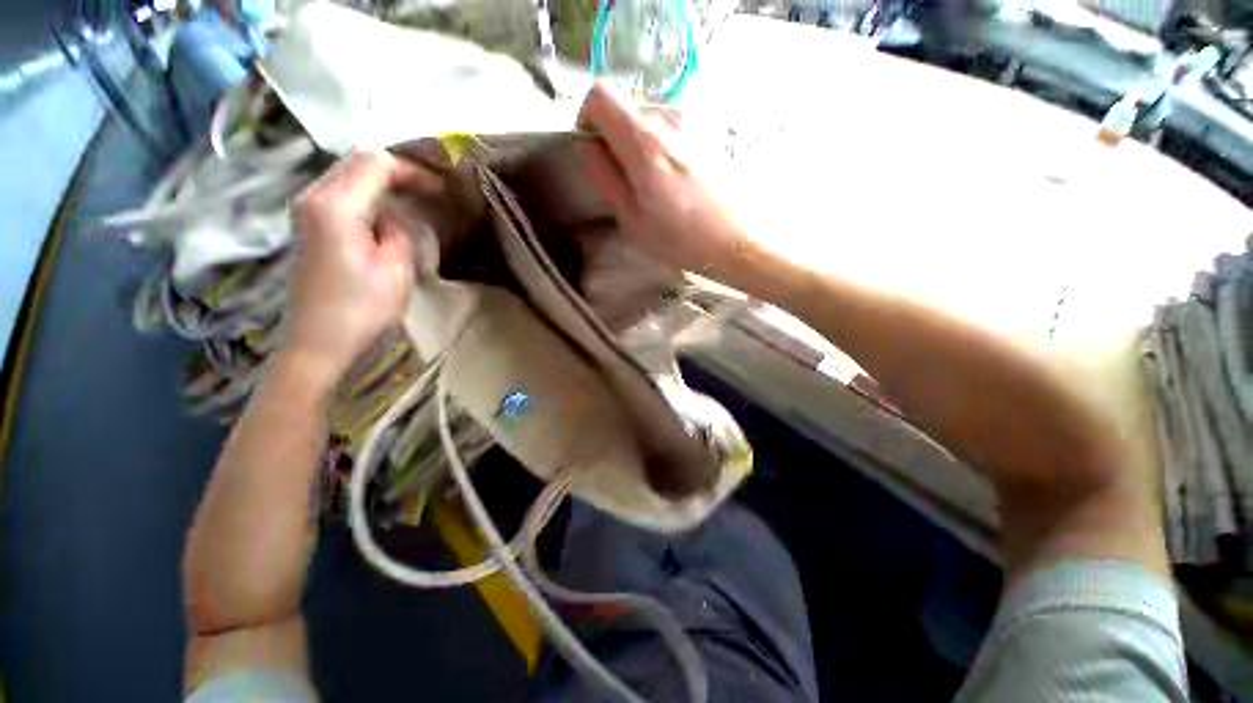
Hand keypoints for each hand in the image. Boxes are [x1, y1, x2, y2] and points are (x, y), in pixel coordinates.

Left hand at [285, 151, 440, 387]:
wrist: (319, 340)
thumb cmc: (362, 309)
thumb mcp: (396, 269)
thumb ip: (398, 231)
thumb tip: (390, 218)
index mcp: (336, 206)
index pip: (376, 164)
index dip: (412, 170)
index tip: (441, 188)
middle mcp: (314, 197)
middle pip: (357, 161)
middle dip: (398, 170)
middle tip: (431, 188)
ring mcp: (308, 209)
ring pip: (348, 173)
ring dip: (383, 179)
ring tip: (415, 195)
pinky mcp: (310, 224)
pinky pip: (342, 191)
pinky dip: (368, 191)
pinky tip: (388, 208)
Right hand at [578, 85, 751, 278]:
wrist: (738, 239)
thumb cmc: (683, 239)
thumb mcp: (632, 219)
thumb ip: (604, 176)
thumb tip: (589, 146)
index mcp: (644, 140)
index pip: (598, 96)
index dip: (587, 119)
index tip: (594, 149)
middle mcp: (669, 117)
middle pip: (624, 105)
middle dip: (614, 135)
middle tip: (624, 177)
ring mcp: (692, 120)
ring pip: (647, 116)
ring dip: (638, 141)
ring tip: (652, 183)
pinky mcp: (708, 129)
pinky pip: (669, 126)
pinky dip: (660, 144)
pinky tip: (673, 178)